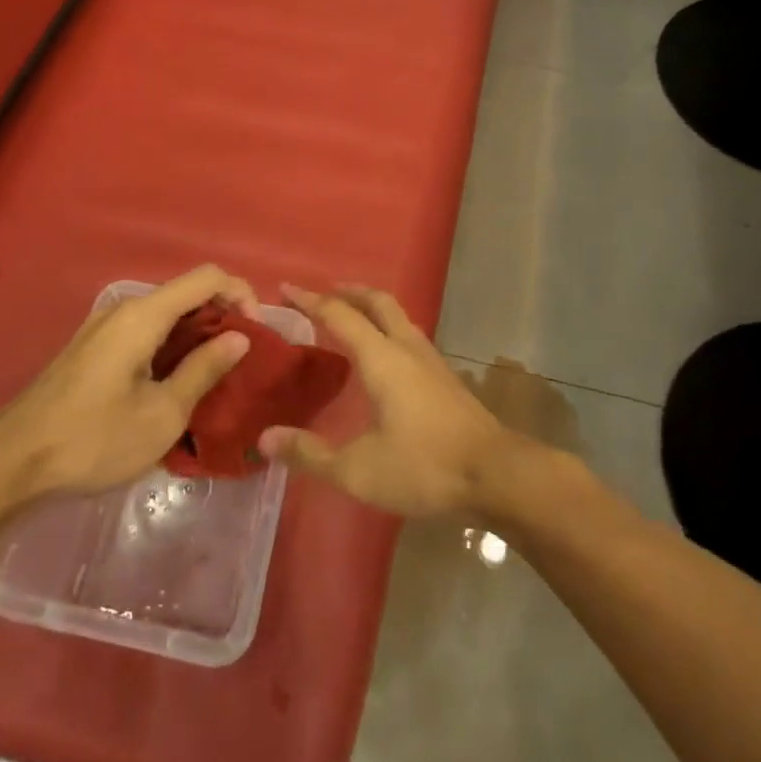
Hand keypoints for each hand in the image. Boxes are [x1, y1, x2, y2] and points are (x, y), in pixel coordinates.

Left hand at [0, 266, 255, 527]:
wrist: (9, 464)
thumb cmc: (93, 439)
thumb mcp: (162, 414)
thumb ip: (204, 370)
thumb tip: (239, 337)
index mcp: (144, 315)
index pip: (207, 277)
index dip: (241, 294)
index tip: (255, 334)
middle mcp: (124, 310)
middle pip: (186, 293)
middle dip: (222, 317)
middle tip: (240, 362)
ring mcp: (103, 328)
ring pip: (165, 315)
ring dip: (196, 335)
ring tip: (213, 377)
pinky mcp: (91, 349)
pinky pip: (144, 332)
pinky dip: (170, 346)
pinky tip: (173, 385)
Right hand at [258, 284, 529, 518]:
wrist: (496, 473)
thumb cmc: (424, 466)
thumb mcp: (358, 470)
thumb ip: (310, 453)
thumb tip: (265, 438)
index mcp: (381, 358)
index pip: (339, 315)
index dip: (310, 300)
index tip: (285, 288)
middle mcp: (406, 347)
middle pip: (376, 301)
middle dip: (347, 291)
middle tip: (322, 294)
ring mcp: (430, 359)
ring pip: (397, 315)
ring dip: (370, 307)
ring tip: (350, 317)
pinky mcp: (445, 376)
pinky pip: (408, 335)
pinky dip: (387, 328)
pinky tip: (384, 355)